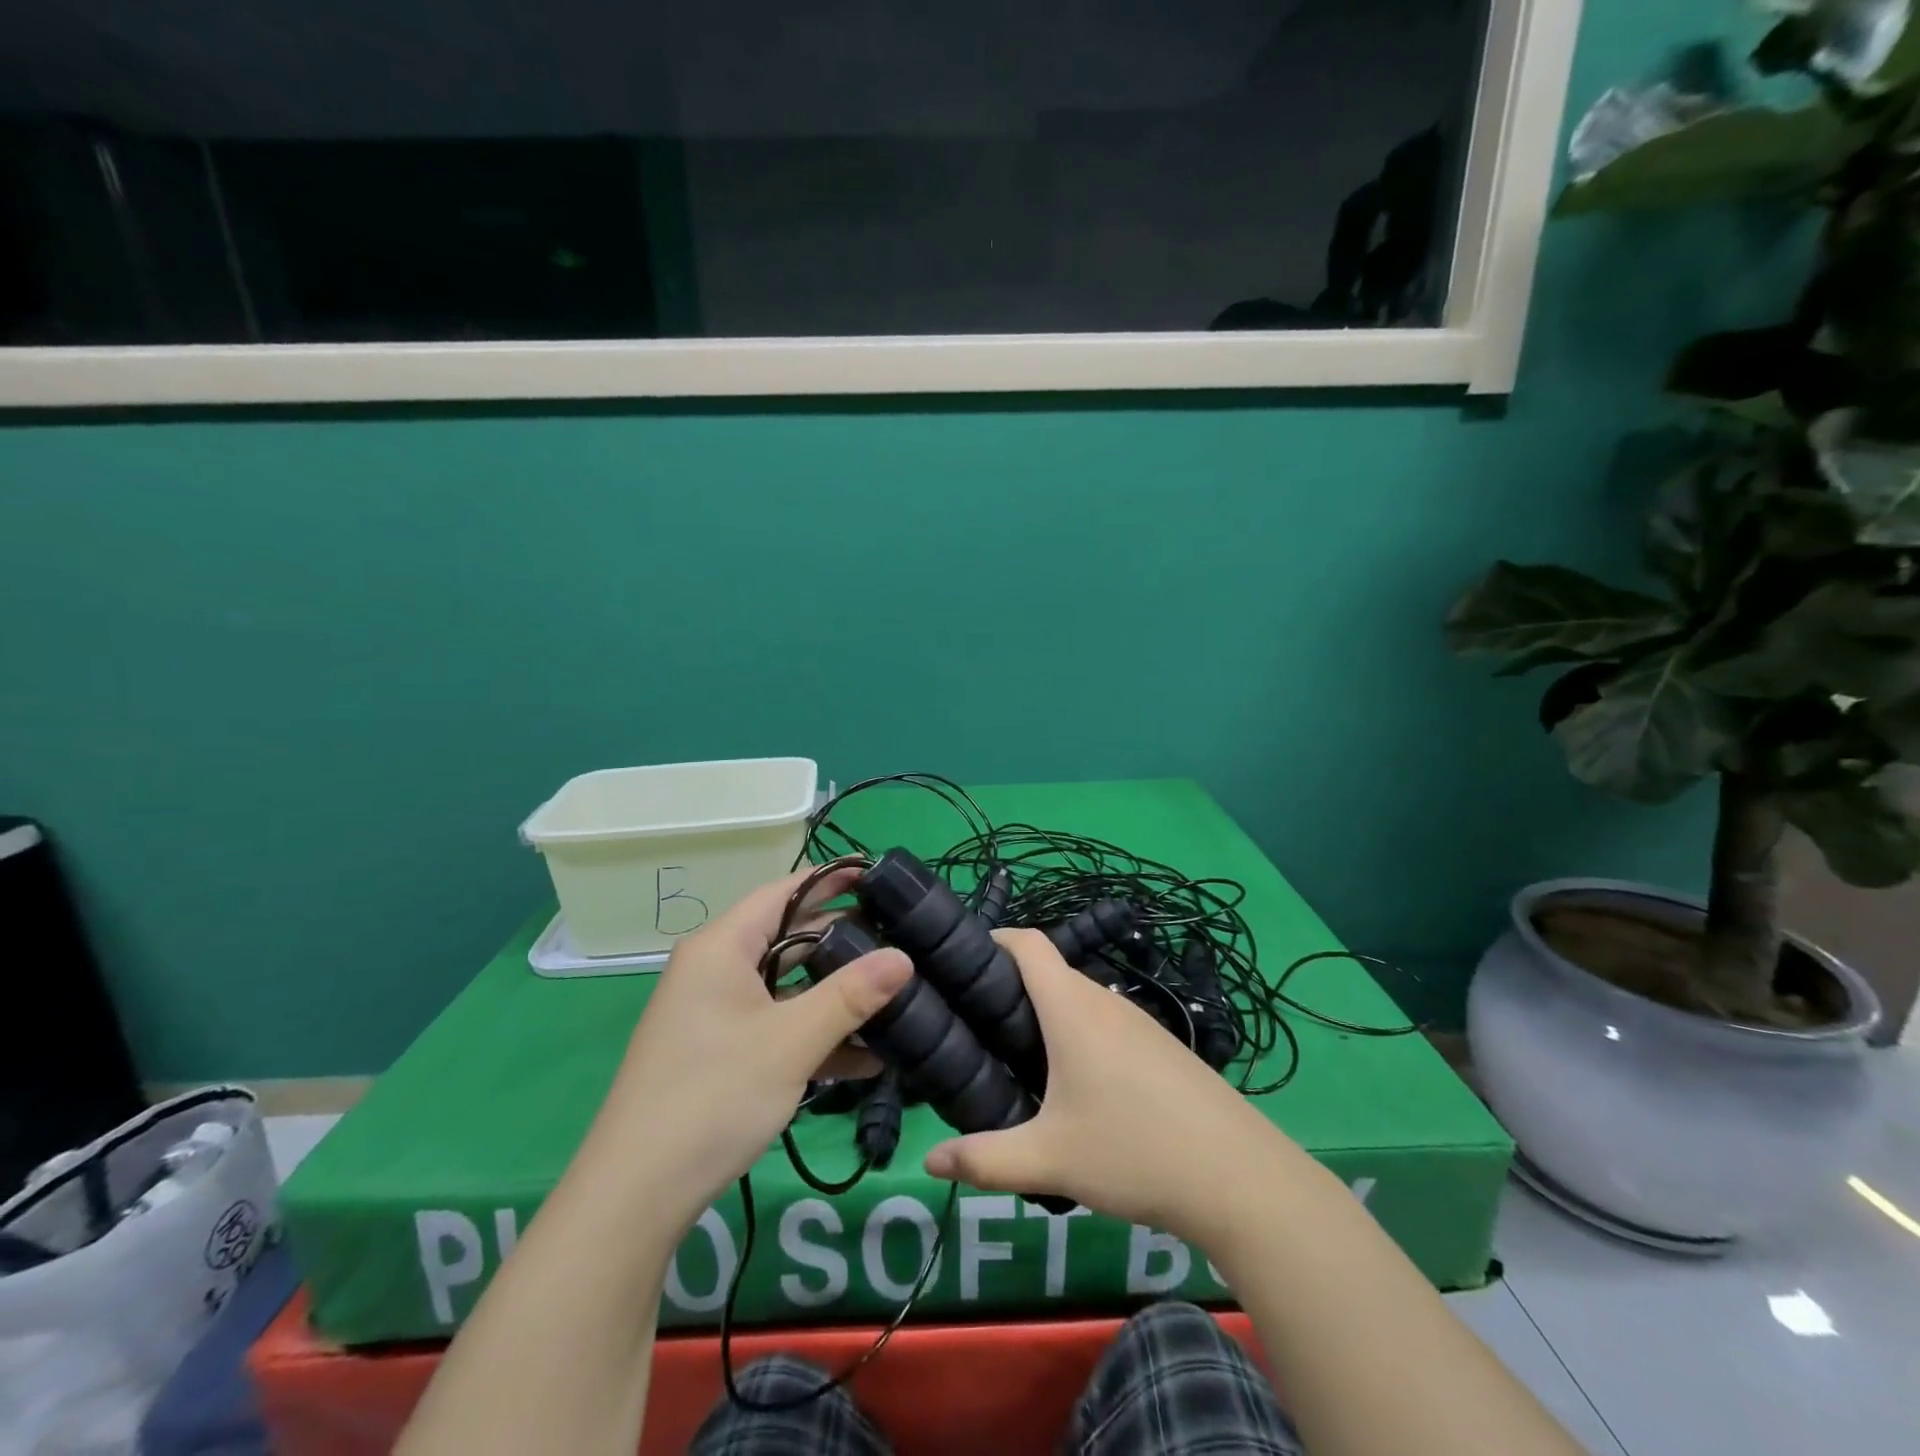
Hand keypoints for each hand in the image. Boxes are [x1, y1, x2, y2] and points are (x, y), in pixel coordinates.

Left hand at [598, 867, 911, 1231]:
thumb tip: (904, 957)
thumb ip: (850, 996)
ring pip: (786, 988)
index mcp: (721, 947)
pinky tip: (864, 1057)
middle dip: (843, 941)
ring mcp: (715, 1014)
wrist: (635, 1196)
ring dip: (833, 996)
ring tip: (893, 996)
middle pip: (788, 938)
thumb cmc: (713, 1096)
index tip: (880, 880)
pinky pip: (775, 1026)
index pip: (784, 892)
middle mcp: (715, 970)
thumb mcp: (792, 1042)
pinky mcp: (719, 1052)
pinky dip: (813, 1034)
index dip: (831, 882)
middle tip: (898, 940)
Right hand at [922, 928, 1286, 1242]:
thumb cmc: (1134, 1151)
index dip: (993, 939)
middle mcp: (1104, 1002)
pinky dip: (1078, 1035)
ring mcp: (1138, 1023)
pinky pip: (1105, 1024)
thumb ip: (985, 1159)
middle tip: (975, 1029)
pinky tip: (1075, 1086)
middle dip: (1010, 989)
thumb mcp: (1050, 1160)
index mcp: (1072, 1009)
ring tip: (1016, 1059)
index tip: (960, 963)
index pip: (1028, 943)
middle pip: (1049, 973)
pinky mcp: (1160, 1047)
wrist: (1240, 1177)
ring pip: (1078, 1001)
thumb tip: (930, 1161)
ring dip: (1046, 1016)